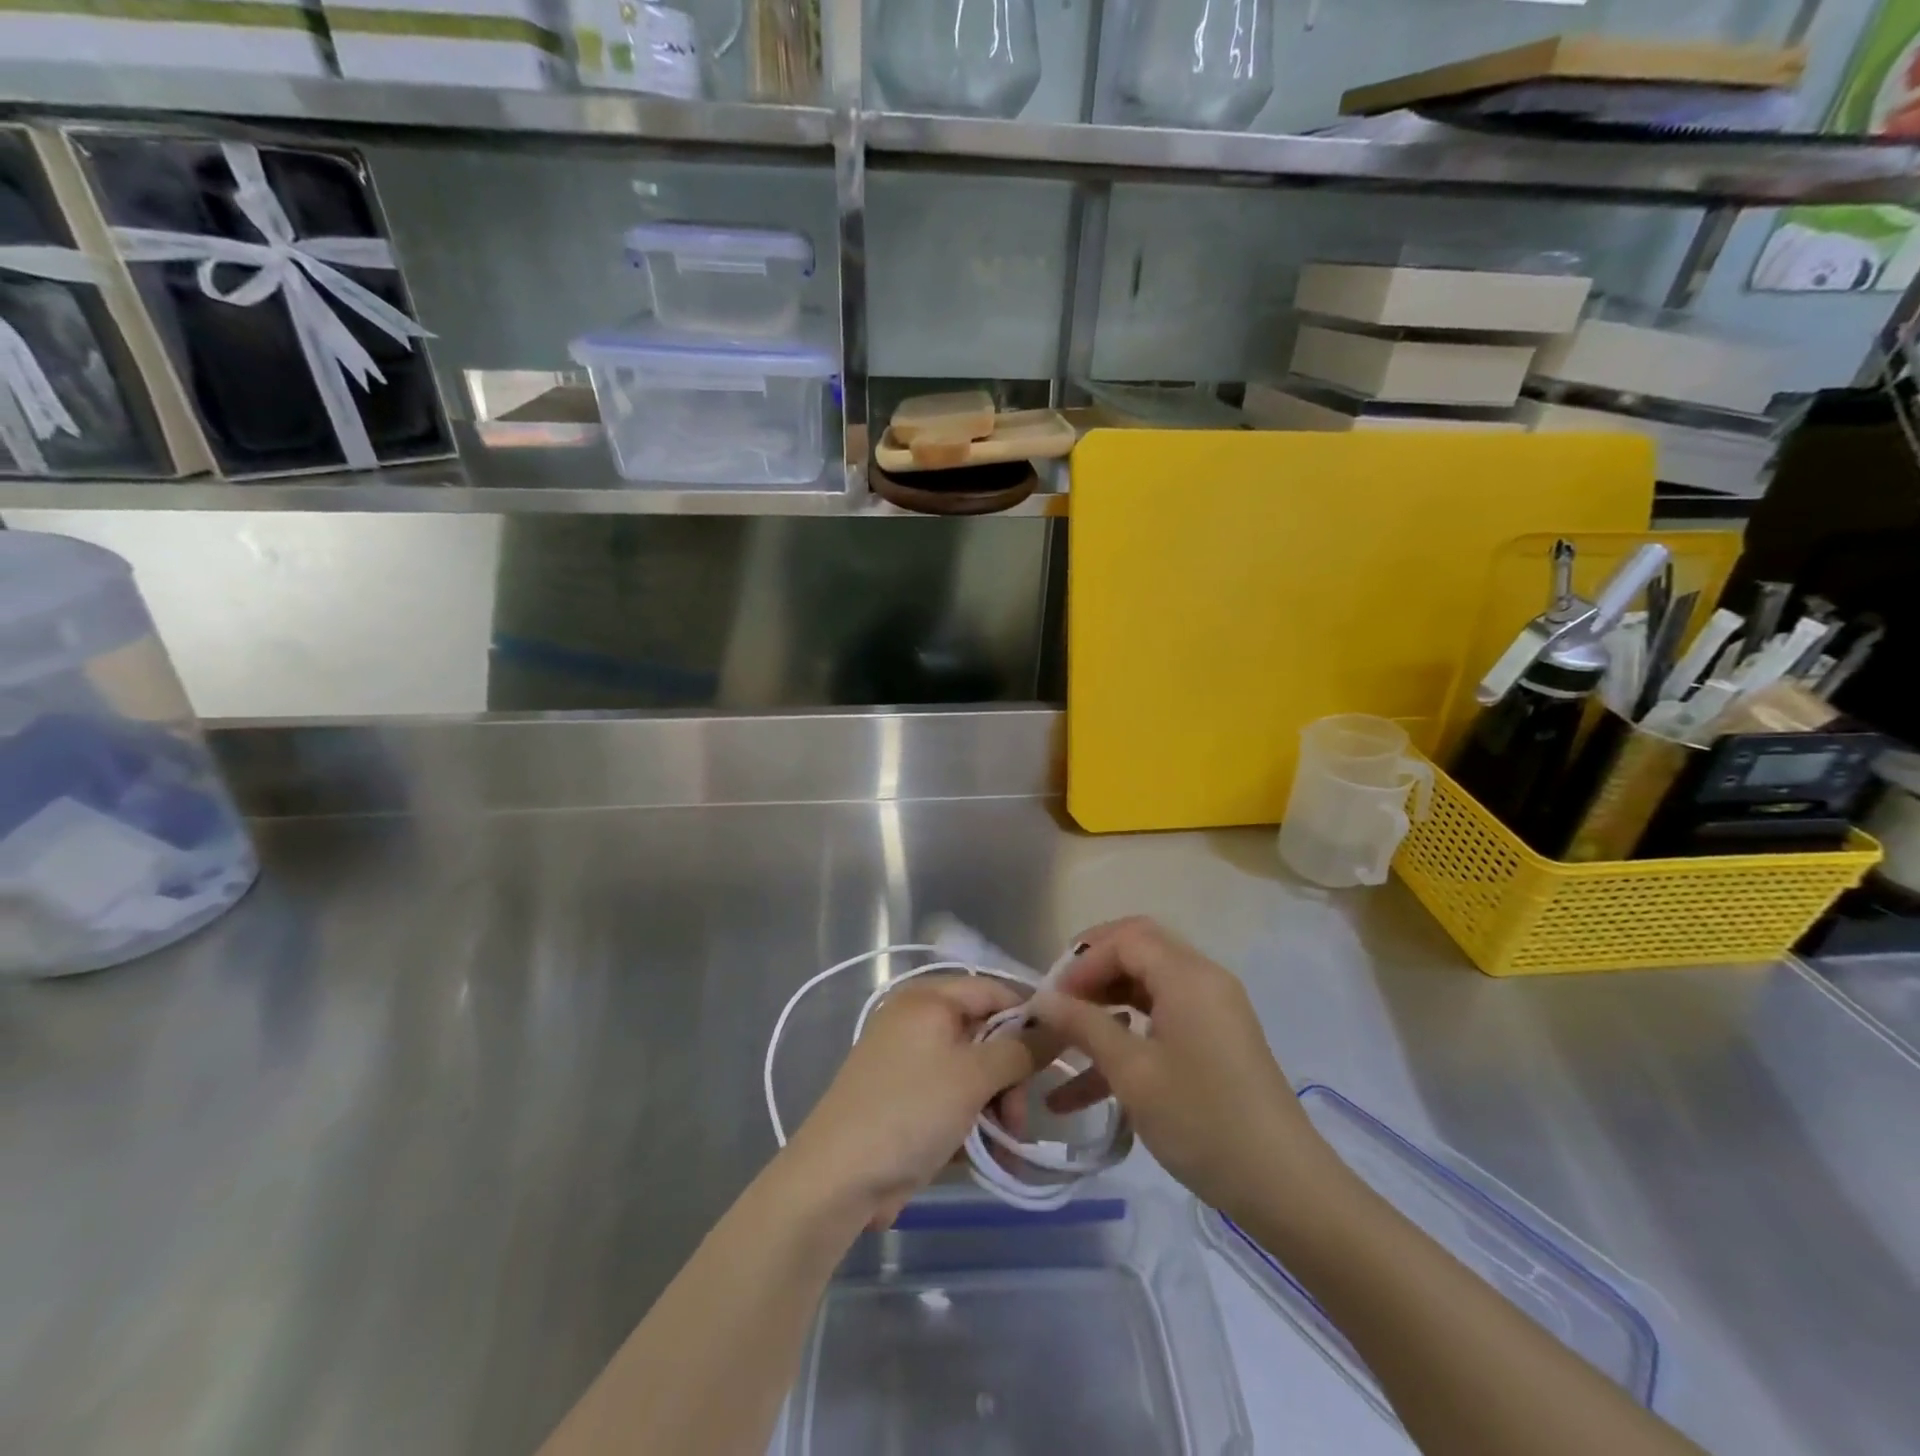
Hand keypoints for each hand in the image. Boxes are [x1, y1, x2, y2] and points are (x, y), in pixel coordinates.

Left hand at [785, 977, 1041, 1230]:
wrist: (837, 1178)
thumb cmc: (910, 1110)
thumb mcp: (973, 1076)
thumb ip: (1020, 1050)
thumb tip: (1058, 1027)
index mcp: (929, 999)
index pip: (994, 990)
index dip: (1029, 1018)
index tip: (1058, 1055)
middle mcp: (919, 1021)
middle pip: (986, 1035)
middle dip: (1010, 1077)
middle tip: (1018, 1118)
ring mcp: (911, 1061)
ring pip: (974, 1072)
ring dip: (996, 1107)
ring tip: (1005, 1147)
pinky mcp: (908, 1099)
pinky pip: (954, 1098)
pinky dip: (974, 1122)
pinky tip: (989, 1156)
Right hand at [1026, 917, 1329, 1219]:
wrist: (1285, 1188)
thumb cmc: (1203, 1121)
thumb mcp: (1132, 1072)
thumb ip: (1083, 1026)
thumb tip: (1041, 999)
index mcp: (1187, 975)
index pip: (1125, 939)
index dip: (1082, 961)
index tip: (1051, 1001)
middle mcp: (1202, 980)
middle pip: (1137, 952)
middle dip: (1091, 974)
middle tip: (1057, 1005)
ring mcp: (1212, 1011)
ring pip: (1146, 988)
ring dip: (1104, 1009)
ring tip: (1063, 1043)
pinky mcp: (1214, 1042)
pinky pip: (1161, 1022)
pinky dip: (1126, 1039)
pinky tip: (1084, 1088)